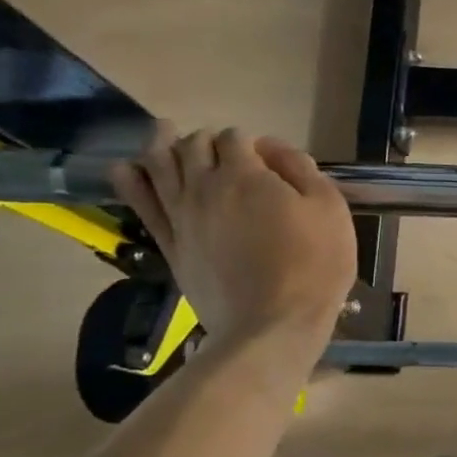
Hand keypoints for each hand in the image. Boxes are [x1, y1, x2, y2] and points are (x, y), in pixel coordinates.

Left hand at [111, 125, 355, 364]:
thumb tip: (275, 149)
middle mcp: (205, 187)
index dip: (251, 140)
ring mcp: (181, 216)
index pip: (236, 138)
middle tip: (222, 146)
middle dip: (207, 139)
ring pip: (159, 166)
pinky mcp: (170, 244)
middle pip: (193, 146)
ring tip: (163, 133)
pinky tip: (126, 169)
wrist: (273, 323)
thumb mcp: (330, 209)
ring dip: (161, 145)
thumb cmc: (314, 264)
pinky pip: (140, 205)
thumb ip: (303, 170)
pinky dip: (130, 181)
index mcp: (247, 175)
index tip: (270, 158)